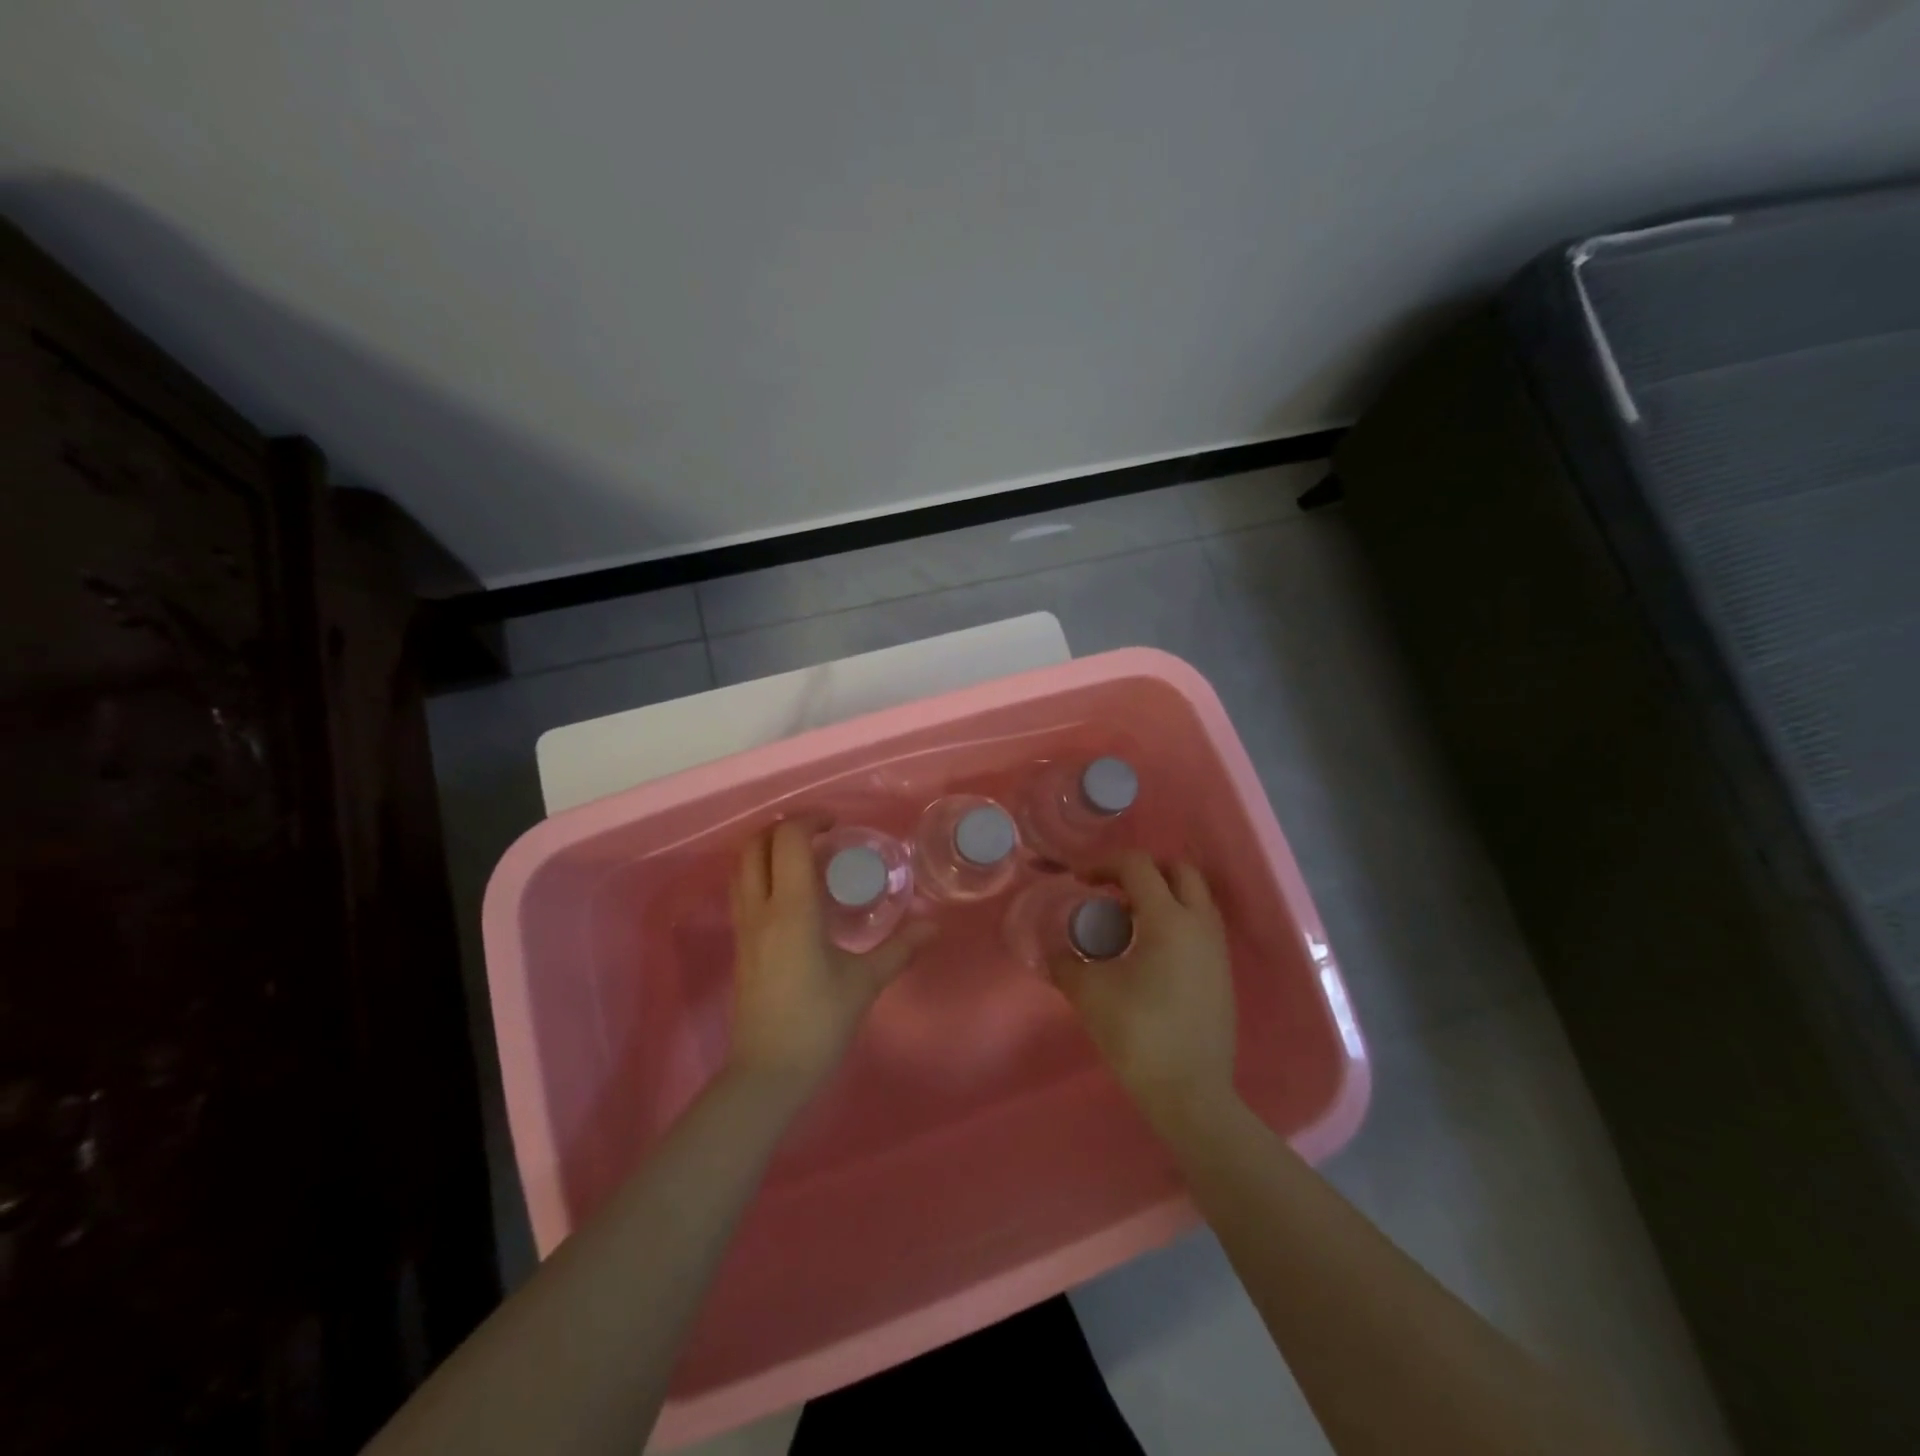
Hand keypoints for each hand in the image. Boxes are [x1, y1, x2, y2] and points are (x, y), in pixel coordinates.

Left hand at [726, 819, 936, 1097]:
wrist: (768, 1073)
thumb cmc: (819, 1023)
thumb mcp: (864, 983)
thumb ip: (900, 949)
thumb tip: (934, 926)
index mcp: (792, 909)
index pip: (788, 841)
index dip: (810, 820)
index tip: (837, 824)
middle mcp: (760, 909)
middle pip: (755, 845)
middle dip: (784, 828)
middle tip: (819, 835)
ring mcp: (744, 927)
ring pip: (742, 867)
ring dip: (767, 848)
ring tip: (804, 857)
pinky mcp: (739, 945)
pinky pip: (742, 890)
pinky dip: (761, 873)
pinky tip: (791, 893)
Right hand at [1048, 852, 1237, 1126]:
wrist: (1191, 1094)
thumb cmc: (1139, 1035)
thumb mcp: (1089, 994)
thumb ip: (1065, 963)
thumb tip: (1053, 951)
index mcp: (1168, 919)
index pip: (1138, 865)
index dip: (1104, 864)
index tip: (1080, 882)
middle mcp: (1200, 924)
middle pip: (1178, 870)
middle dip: (1142, 870)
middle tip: (1111, 890)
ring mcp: (1217, 948)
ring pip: (1194, 896)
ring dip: (1161, 894)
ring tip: (1127, 920)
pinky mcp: (1222, 972)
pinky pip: (1200, 924)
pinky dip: (1175, 918)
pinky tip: (1148, 951)